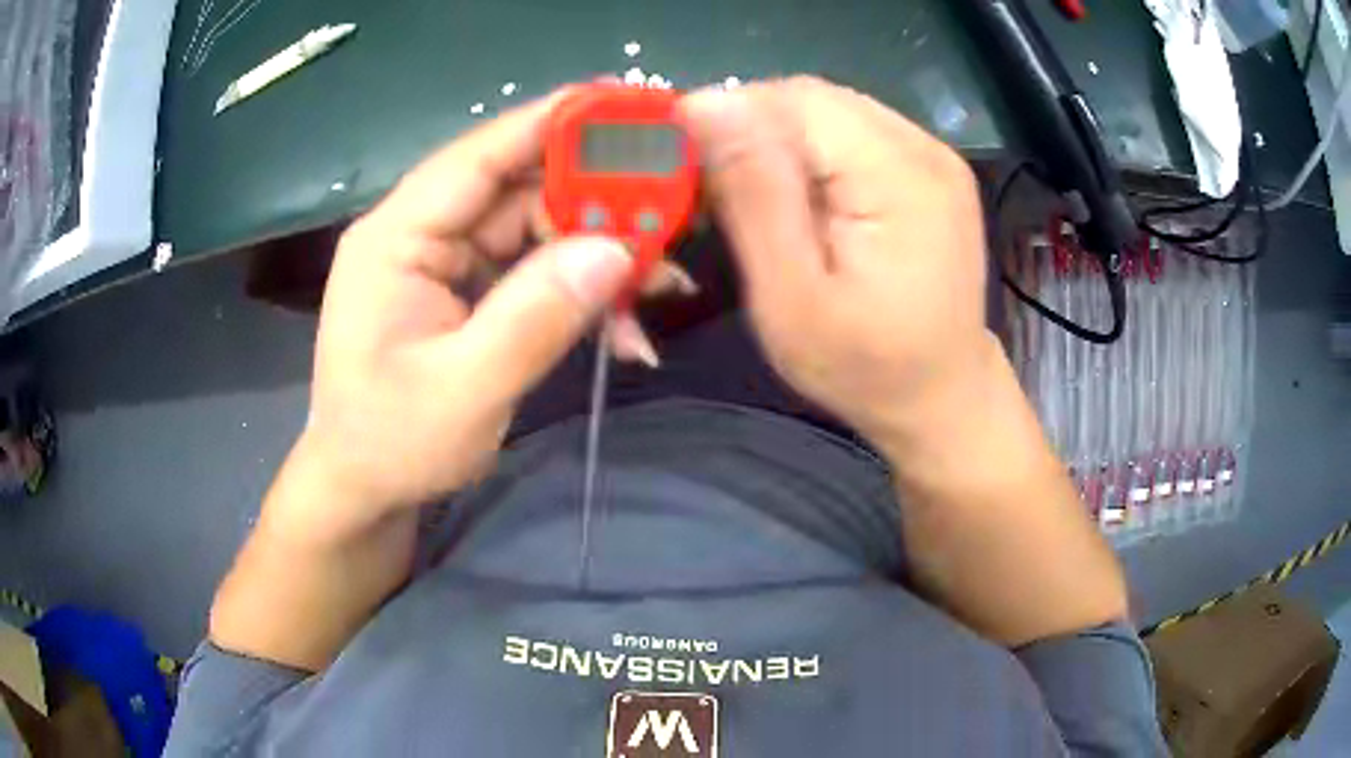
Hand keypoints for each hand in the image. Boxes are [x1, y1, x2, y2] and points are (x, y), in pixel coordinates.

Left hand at [291, 91, 634, 537]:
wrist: (363, 490)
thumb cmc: (393, 444)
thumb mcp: (467, 390)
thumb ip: (537, 316)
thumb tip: (616, 250)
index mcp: (398, 237)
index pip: (481, 154)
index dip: (555, 122)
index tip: (629, 104)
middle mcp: (420, 232)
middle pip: (519, 188)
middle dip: (596, 202)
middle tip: (671, 215)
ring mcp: (444, 259)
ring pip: (535, 229)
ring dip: (598, 254)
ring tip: (661, 285)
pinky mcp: (465, 289)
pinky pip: (532, 269)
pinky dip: (579, 289)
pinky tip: (622, 325)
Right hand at [682, 77, 989, 448]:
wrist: (941, 395)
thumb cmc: (863, 366)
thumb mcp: (791, 298)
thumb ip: (754, 196)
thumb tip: (706, 104)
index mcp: (897, 177)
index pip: (792, 101)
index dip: (729, 118)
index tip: (689, 167)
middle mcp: (923, 149)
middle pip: (812, 98)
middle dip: (753, 130)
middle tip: (720, 190)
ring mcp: (934, 156)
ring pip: (829, 110)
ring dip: (781, 140)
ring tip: (763, 198)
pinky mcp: (932, 169)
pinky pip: (854, 131)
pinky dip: (814, 152)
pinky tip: (807, 198)